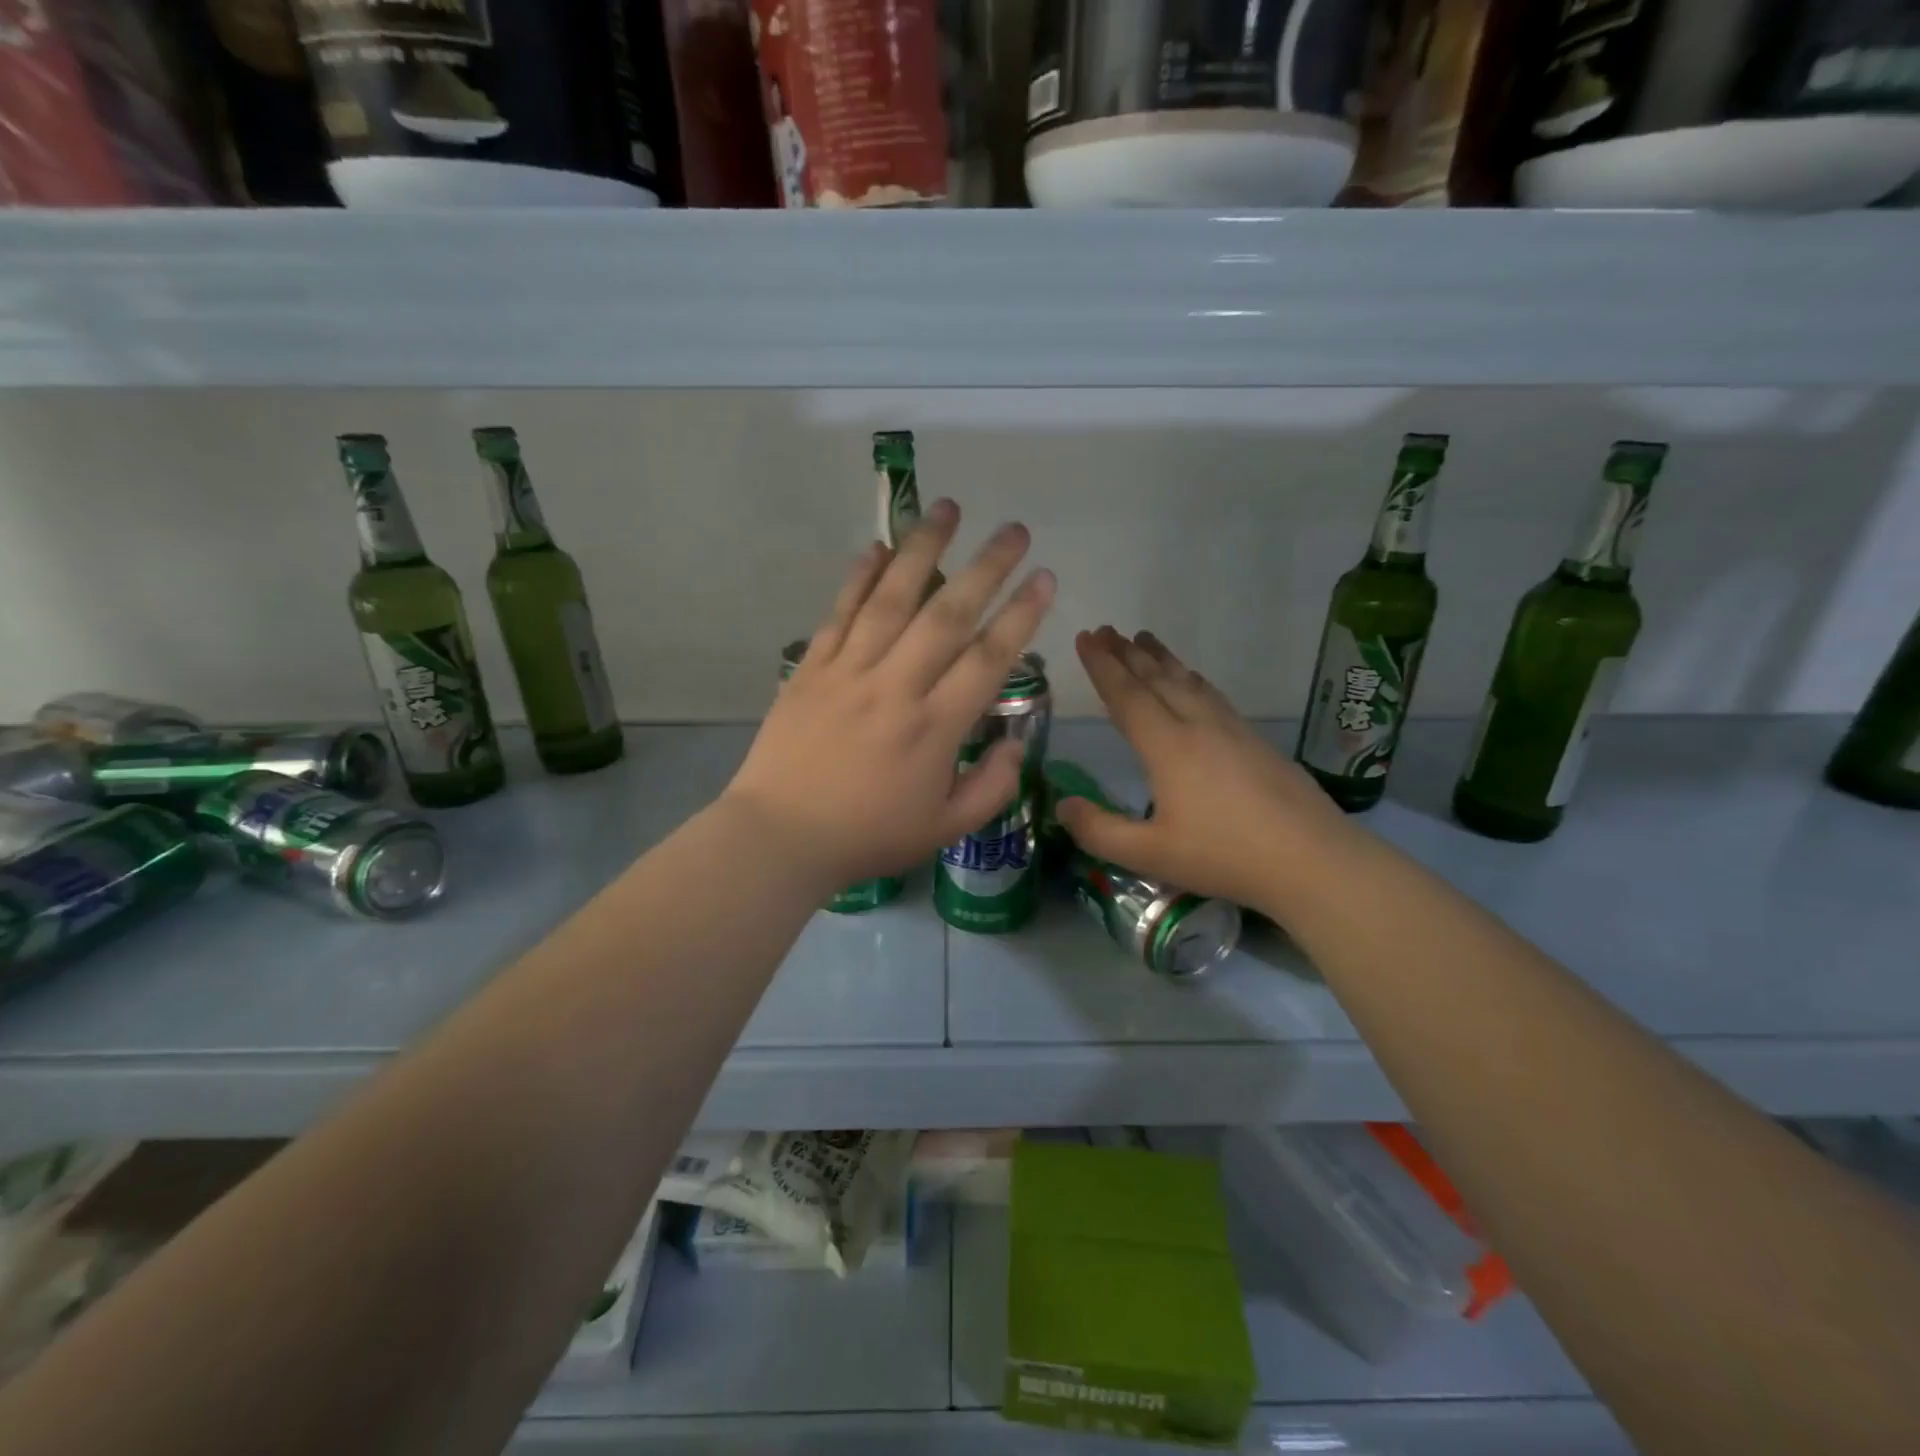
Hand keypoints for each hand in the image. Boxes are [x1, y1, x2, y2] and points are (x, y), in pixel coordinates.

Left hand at [724, 500, 1055, 887]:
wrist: (780, 837)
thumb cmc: (867, 836)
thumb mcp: (945, 829)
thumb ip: (992, 787)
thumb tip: (1015, 742)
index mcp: (934, 728)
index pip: (988, 659)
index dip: (1021, 616)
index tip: (1044, 578)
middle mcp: (895, 687)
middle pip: (947, 615)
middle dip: (987, 568)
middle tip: (1014, 529)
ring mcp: (848, 671)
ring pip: (891, 599)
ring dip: (923, 550)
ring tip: (948, 508)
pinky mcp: (811, 668)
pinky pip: (839, 613)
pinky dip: (859, 577)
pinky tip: (877, 547)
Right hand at [1054, 627, 1356, 918]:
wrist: (1312, 859)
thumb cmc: (1225, 856)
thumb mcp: (1150, 855)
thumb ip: (1099, 831)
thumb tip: (1062, 805)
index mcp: (1168, 747)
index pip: (1128, 695)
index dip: (1102, 666)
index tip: (1085, 637)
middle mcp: (1198, 726)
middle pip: (1157, 679)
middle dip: (1126, 653)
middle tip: (1104, 630)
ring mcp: (1232, 729)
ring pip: (1188, 681)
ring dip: (1161, 658)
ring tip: (1143, 639)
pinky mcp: (1256, 740)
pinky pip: (1212, 693)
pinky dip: (1191, 677)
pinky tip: (1193, 680)